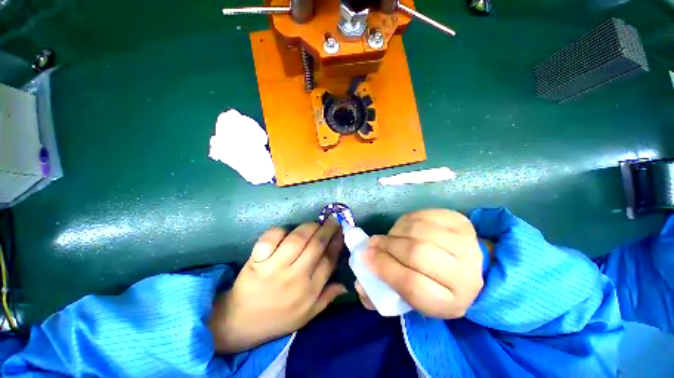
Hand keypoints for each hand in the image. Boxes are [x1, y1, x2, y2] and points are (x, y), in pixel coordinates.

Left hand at [209, 220, 345, 352]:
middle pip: (316, 246)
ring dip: (310, 227)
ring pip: (297, 239)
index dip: (337, 243)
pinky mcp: (256, 261)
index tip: (341, 232)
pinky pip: (271, 239)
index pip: (329, 261)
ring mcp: (274, 268)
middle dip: (327, 229)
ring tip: (315, 223)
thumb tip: (345, 285)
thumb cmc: (278, 318)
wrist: (241, 322)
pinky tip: (287, 231)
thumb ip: (326, 298)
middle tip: (333, 220)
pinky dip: (280, 231)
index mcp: (309, 291)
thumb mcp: (306, 315)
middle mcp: (295, 277)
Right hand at [356, 209, 483, 318]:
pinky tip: (403, 228)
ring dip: (396, 232)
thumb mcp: (410, 298)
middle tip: (372, 244)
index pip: (412, 285)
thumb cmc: (432, 285)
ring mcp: (465, 244)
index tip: (365, 257)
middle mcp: (465, 275)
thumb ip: (382, 293)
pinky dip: (407, 220)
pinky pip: (424, 215)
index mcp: (450, 302)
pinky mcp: (461, 222)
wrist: (465, 267)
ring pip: (419, 230)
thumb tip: (359, 285)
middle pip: (417, 254)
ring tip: (389, 237)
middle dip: (388, 246)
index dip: (384, 268)